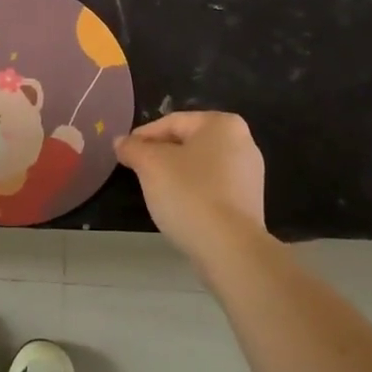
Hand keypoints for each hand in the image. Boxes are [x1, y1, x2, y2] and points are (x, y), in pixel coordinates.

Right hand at [115, 111, 266, 265]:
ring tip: (155, 191)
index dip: (143, 136)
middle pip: (188, 143)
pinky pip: (213, 188)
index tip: (125, 153)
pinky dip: (193, 193)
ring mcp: (250, 174)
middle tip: (137, 171)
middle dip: (160, 155)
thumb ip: (133, 148)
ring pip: (200, 167)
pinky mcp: (250, 203)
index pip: (172, 122)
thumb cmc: (190, 194)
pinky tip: (179, 208)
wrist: (231, 249)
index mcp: (222, 124)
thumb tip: (121, 142)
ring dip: (176, 175)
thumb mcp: (150, 165)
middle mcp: (243, 142)